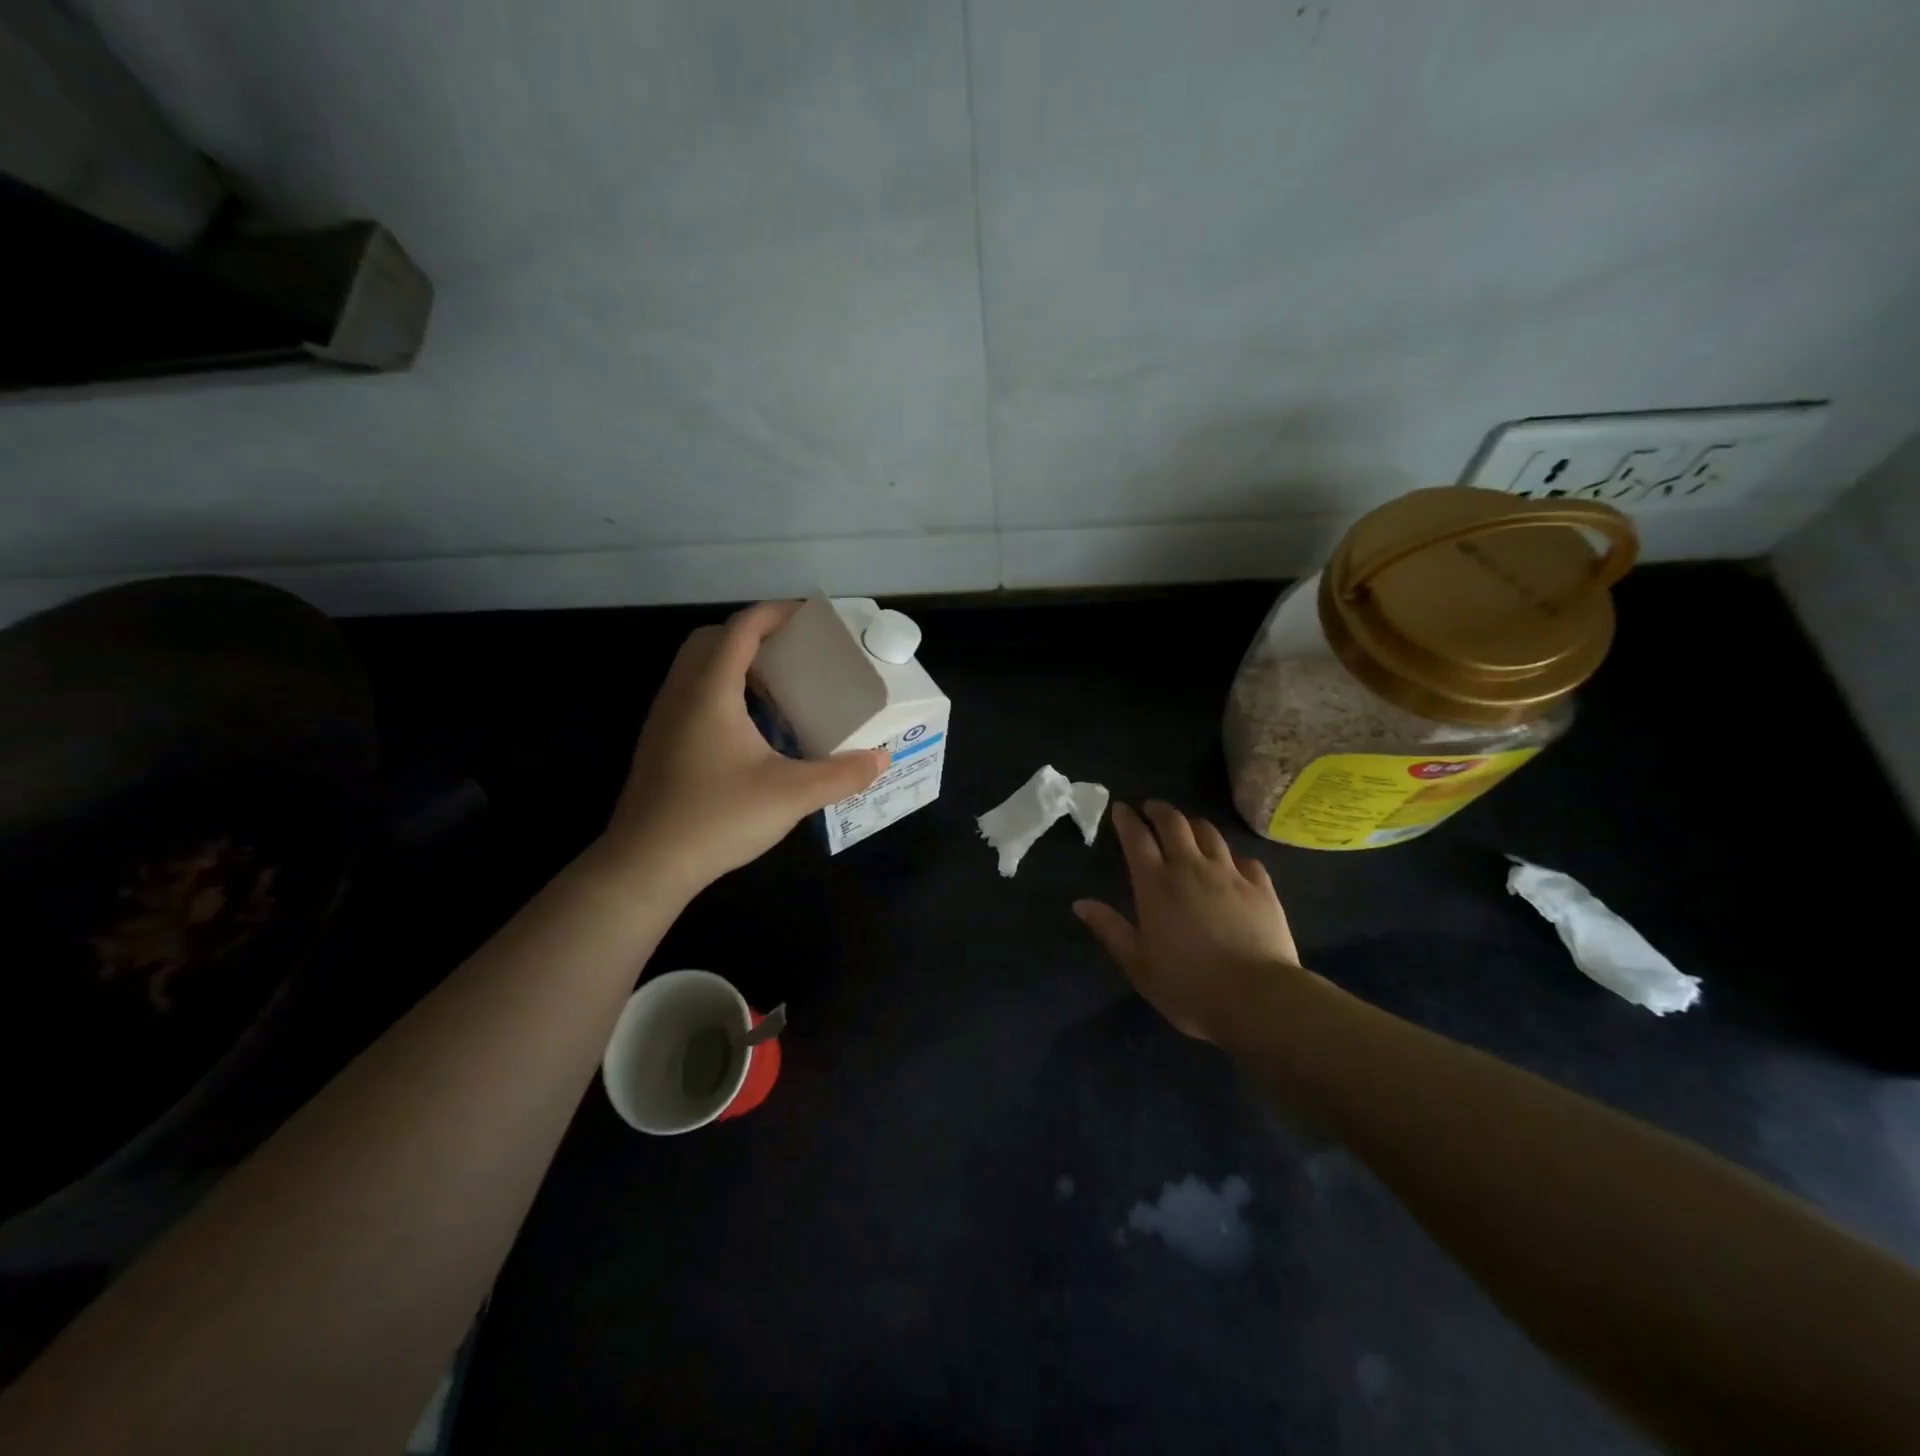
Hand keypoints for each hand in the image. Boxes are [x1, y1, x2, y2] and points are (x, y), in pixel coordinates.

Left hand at [598, 602, 888, 896]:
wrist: (646, 865)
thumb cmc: (717, 818)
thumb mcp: (791, 795)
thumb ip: (841, 774)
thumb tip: (881, 759)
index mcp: (711, 691)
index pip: (741, 629)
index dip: (776, 613)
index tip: (810, 617)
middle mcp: (681, 694)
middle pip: (712, 639)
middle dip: (753, 635)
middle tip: (792, 653)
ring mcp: (664, 719)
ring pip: (697, 668)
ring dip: (735, 664)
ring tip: (777, 688)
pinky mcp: (660, 744)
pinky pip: (691, 695)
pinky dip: (722, 691)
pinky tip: (750, 729)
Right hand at [1073, 801, 1301, 1040]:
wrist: (1258, 998)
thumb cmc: (1188, 986)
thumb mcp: (1138, 964)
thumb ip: (1110, 929)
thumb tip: (1080, 903)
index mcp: (1156, 885)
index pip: (1137, 838)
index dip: (1127, 819)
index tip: (1121, 808)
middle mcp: (1191, 868)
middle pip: (1174, 823)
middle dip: (1159, 810)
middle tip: (1151, 809)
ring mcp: (1230, 874)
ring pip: (1209, 833)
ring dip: (1193, 824)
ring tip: (1187, 827)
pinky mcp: (1261, 887)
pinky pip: (1244, 858)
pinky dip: (1230, 855)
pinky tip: (1230, 862)